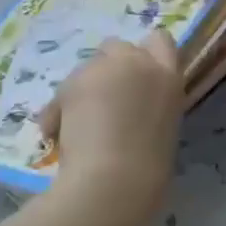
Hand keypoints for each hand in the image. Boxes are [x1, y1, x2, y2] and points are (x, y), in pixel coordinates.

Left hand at [37, 30, 183, 225]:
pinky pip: (63, 90)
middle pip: (119, 47)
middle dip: (108, 68)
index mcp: (170, 78)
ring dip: (83, 88)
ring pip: (87, 67)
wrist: (113, 185)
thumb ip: (150, 106)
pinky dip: (58, 109)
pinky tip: (55, 136)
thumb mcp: (162, 129)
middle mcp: (140, 63)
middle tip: (101, 103)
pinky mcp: (75, 81)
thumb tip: (129, 109)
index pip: (161, 40)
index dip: (145, 55)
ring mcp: (106, 68)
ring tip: (74, 126)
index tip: (134, 79)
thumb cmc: (146, 174)